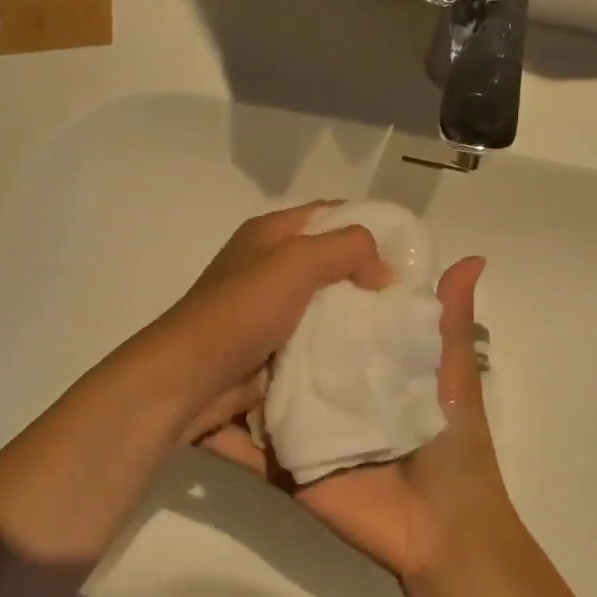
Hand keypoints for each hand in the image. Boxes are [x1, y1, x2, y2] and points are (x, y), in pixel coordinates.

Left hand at [137, 202, 391, 443]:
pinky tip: (367, 367)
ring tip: (398, 340)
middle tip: (408, 304)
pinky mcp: (269, 355)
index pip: (329, 215)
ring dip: (355, 327)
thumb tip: (382, 271)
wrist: (188, 381)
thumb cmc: (241, 312)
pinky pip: (313, 351)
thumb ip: (347, 249)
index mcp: (269, 236)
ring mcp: (267, 316)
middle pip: (329, 267)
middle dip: (367, 284)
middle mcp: (266, 269)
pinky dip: (335, 358)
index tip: (408, 257)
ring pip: (325, 313)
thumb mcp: (296, 261)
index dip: (369, 229)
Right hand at [201, 256, 521, 585]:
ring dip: (234, 366)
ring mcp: (303, 424)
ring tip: (198, 326)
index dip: (315, 285)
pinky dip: (218, 426)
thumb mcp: (453, 374)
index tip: (290, 245)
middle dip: (265, 320)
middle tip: (231, 280)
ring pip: (262, 388)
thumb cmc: (453, 445)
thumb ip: (449, 321)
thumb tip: (473, 256)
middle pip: (291, 349)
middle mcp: (328, 387)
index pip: (334, 316)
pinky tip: (188, 397)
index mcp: (366, 363)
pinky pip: (247, 442)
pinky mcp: (285, 461)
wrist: (443, 530)